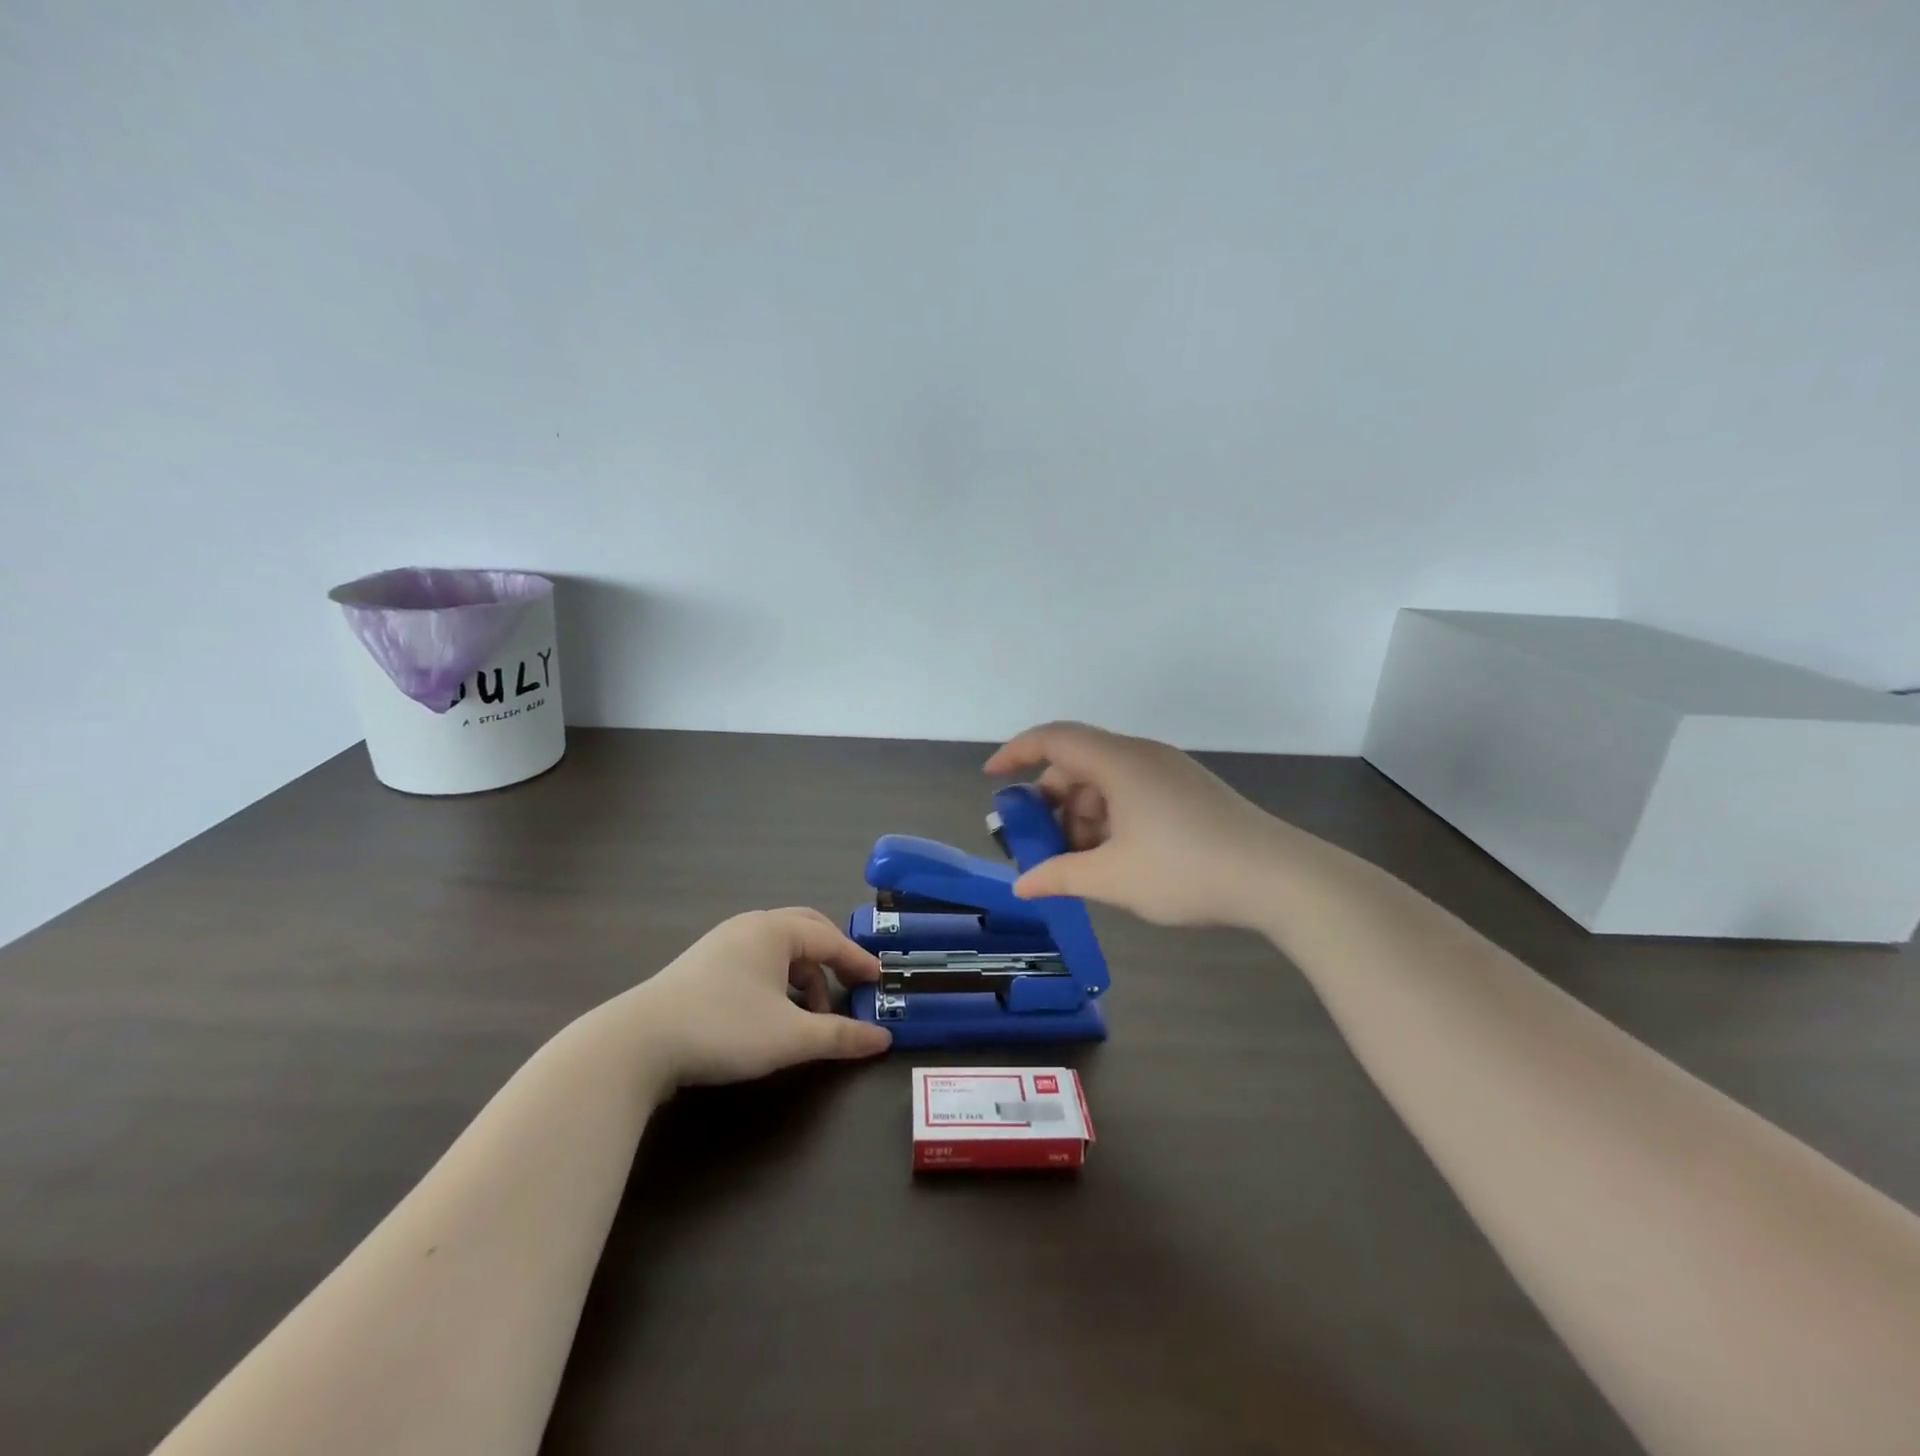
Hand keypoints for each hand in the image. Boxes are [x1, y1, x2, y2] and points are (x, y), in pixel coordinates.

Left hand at [617, 909, 891, 1087]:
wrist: (637, 1043)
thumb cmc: (724, 1028)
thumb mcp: (790, 1037)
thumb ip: (840, 1036)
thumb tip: (884, 1039)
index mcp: (774, 930)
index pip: (831, 939)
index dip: (858, 961)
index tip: (879, 983)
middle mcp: (750, 926)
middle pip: (805, 931)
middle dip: (832, 958)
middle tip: (850, 984)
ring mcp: (722, 943)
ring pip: (778, 949)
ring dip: (803, 976)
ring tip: (810, 1014)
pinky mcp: (701, 966)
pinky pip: (755, 961)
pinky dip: (777, 981)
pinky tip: (773, 1013)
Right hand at [985, 722, 1289, 928]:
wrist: (1280, 879)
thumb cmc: (1187, 871)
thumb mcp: (1113, 879)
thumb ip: (1060, 876)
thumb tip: (1022, 885)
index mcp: (1120, 762)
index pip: (1054, 738)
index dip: (1016, 753)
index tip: (992, 778)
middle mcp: (1142, 756)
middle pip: (1078, 764)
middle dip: (1051, 803)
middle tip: (1038, 845)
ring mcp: (1168, 772)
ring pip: (1105, 782)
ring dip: (1081, 817)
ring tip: (1078, 863)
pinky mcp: (1187, 792)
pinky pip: (1131, 794)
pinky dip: (1109, 819)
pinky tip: (1112, 859)